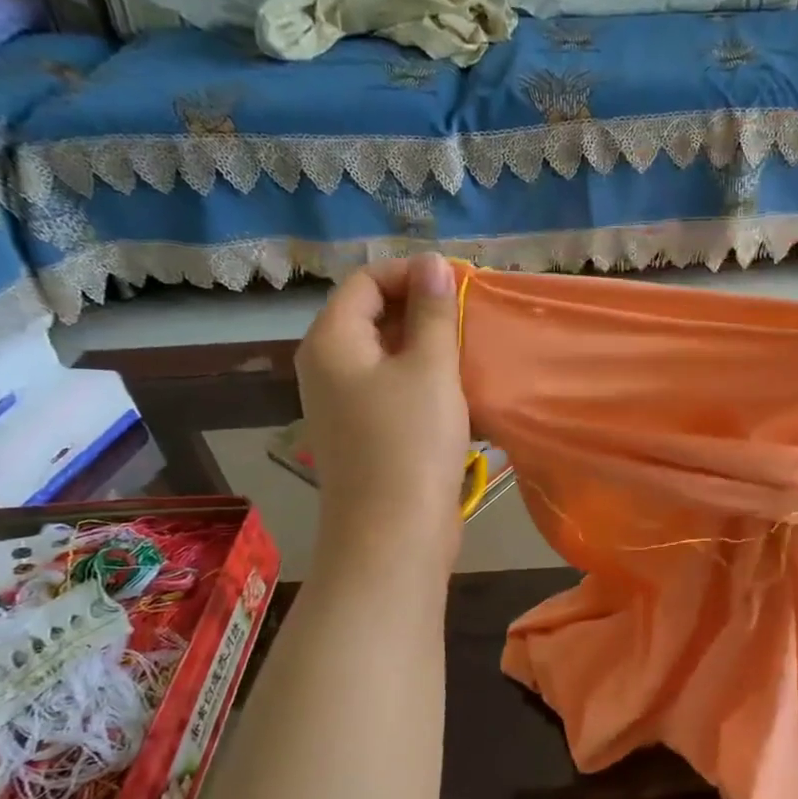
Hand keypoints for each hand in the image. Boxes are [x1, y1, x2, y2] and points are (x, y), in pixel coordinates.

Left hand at [296, 254, 469, 564]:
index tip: (461, 283)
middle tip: (470, 314)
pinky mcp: (364, 433)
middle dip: (421, 308)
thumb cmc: (410, 443)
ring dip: (426, 345)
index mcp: (332, 341)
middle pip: (371, 315)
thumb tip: (433, 264)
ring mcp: (343, 404)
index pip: (365, 281)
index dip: (412, 273)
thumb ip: (432, 312)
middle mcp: (327, 366)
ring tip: (470, 348)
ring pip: (385, 354)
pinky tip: (458, 388)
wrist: (393, 534)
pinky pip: (391, 388)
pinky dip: (422, 378)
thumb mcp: (429, 368)